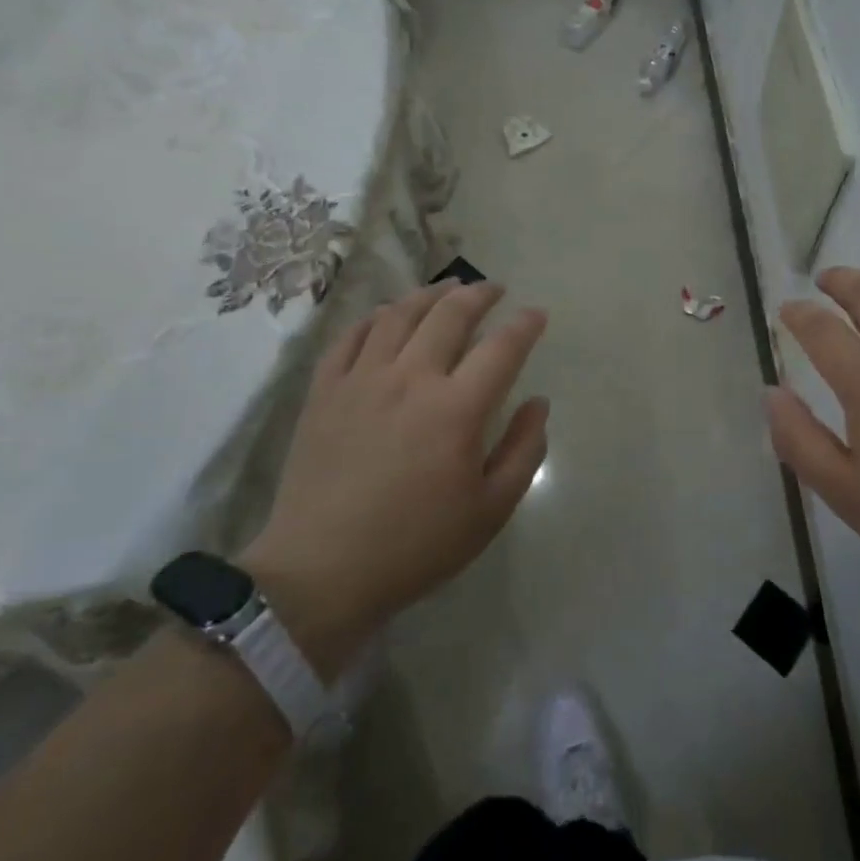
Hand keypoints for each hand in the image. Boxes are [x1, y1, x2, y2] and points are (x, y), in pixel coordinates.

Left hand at [242, 281, 548, 667]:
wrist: (321, 572)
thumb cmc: (415, 545)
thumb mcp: (490, 510)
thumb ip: (524, 450)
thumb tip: (538, 403)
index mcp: (457, 408)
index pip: (502, 348)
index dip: (524, 325)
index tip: (536, 314)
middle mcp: (411, 378)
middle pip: (450, 315)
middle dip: (479, 294)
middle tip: (493, 289)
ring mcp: (362, 379)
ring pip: (399, 314)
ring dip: (428, 295)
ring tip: (446, 289)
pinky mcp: (325, 391)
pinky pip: (351, 336)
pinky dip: (375, 318)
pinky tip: (386, 317)